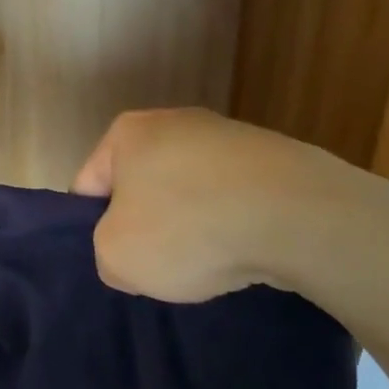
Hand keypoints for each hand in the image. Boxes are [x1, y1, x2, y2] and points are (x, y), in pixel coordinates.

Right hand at [73, 108, 305, 302]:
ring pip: (190, 196)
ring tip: (208, 263)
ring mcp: (228, 136)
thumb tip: (131, 252)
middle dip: (147, 227)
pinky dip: (233, 226)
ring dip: (192, 227)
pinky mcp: (272, 158)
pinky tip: (243, 252)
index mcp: (127, 132)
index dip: (94, 229)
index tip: (116, 259)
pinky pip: (233, 200)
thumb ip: (106, 253)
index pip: (89, 185)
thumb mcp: (117, 257)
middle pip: (143, 188)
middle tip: (158, 266)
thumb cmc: (188, 228)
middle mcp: (175, 121)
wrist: (299, 216)